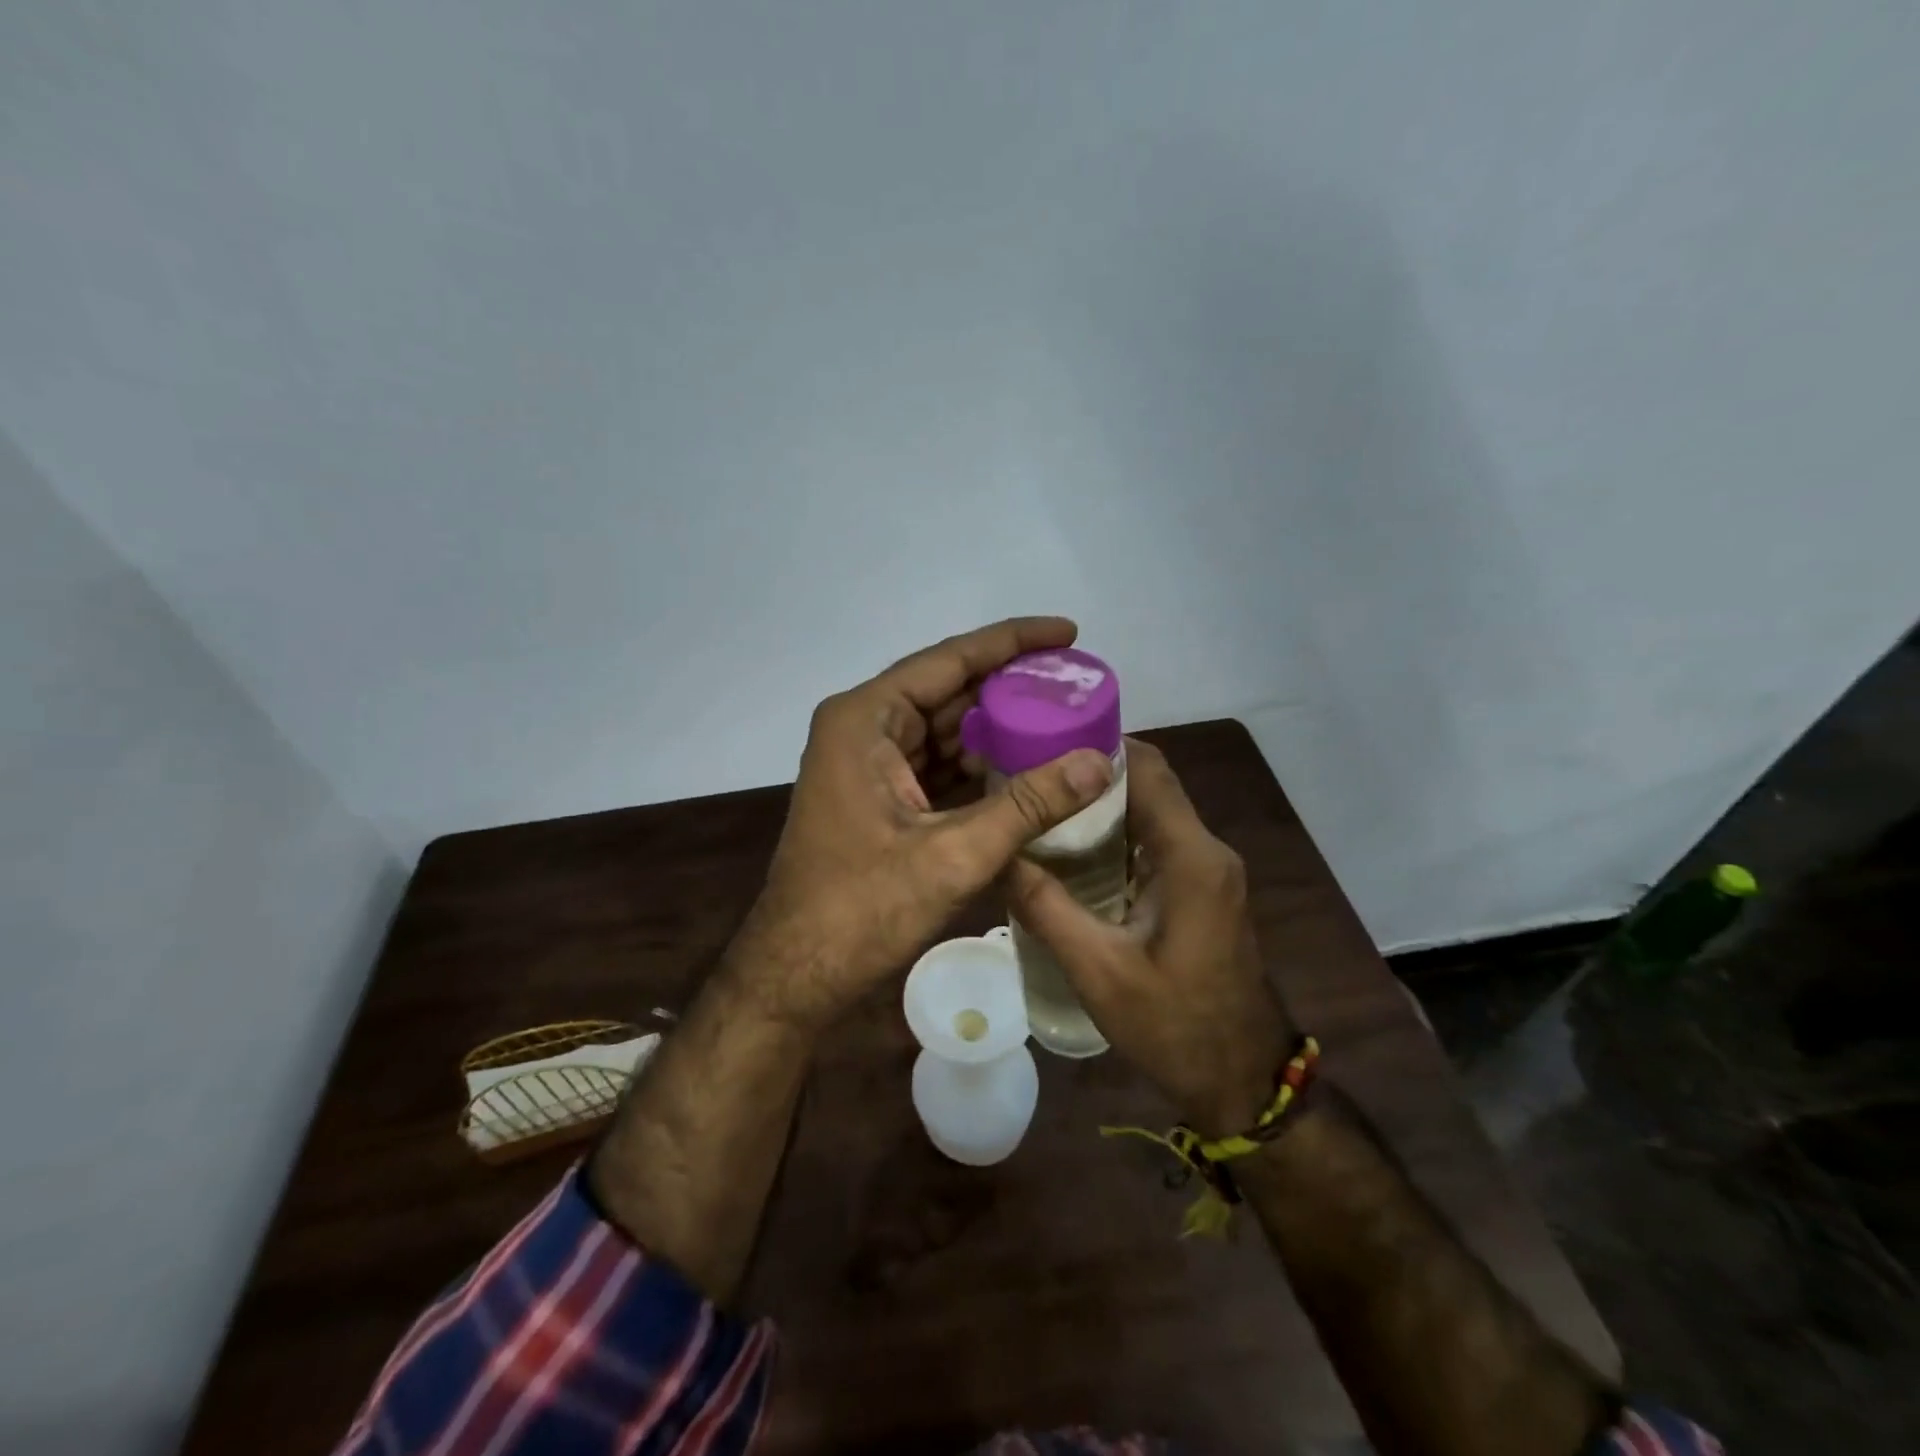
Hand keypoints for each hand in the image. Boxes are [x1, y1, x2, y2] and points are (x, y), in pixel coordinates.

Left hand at [727, 617, 1115, 1032]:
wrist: (798, 974)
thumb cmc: (862, 909)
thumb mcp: (954, 854)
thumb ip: (1029, 804)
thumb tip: (1100, 762)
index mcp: (867, 719)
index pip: (949, 660)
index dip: (1012, 642)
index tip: (1067, 631)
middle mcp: (864, 727)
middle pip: (950, 692)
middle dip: (1012, 689)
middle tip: (1077, 685)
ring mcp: (868, 763)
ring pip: (946, 731)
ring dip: (999, 731)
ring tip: (1065, 723)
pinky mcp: (879, 796)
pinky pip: (938, 765)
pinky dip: (980, 767)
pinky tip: (1028, 769)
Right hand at [1007, 738, 1293, 1135]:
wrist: (1243, 1081)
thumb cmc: (1175, 1027)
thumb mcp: (1098, 970)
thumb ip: (1046, 907)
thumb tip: (999, 856)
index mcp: (1191, 857)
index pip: (1148, 769)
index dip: (1099, 745)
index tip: (1043, 741)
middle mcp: (1207, 850)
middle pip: (1149, 784)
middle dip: (1091, 773)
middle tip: (1030, 776)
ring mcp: (1210, 870)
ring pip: (1153, 812)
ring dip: (1103, 804)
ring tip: (1042, 806)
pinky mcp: (1204, 890)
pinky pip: (1158, 842)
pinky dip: (1118, 834)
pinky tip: (1074, 851)